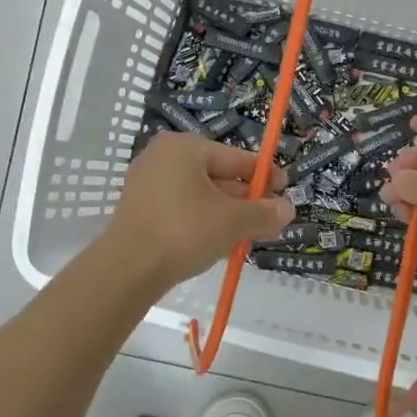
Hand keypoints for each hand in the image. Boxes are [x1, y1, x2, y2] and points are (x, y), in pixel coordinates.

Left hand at [105, 134, 294, 289]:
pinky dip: (203, 221)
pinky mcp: (140, 209)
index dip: (264, 175)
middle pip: (218, 176)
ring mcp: (147, 183)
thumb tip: (288, 209)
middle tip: (271, 219)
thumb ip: (263, 212)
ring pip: (200, 195)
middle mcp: (163, 158)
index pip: (236, 157)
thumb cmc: (184, 231)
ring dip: (227, 214)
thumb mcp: (232, 221)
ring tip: (250, 235)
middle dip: (246, 200)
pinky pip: (182, 209)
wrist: (127, 269)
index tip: (285, 190)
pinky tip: (220, 242)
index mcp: (185, 148)